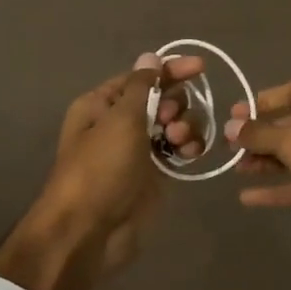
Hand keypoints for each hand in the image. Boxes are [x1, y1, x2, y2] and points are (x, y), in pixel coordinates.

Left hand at [0, 52, 204, 289]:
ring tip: (179, 141)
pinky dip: (188, 147)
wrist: (89, 231)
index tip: (201, 68)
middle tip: (169, 121)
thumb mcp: (120, 120)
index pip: (142, 77)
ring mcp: (138, 150)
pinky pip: (178, 151)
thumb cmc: (100, 168)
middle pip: (162, 99)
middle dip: (175, 104)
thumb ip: (141, 87)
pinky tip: (191, 154)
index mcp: (102, 104)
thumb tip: (150, 57)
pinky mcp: (154, 175)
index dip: (171, 70)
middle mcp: (120, 123)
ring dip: (184, 126)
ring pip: (174, 125)